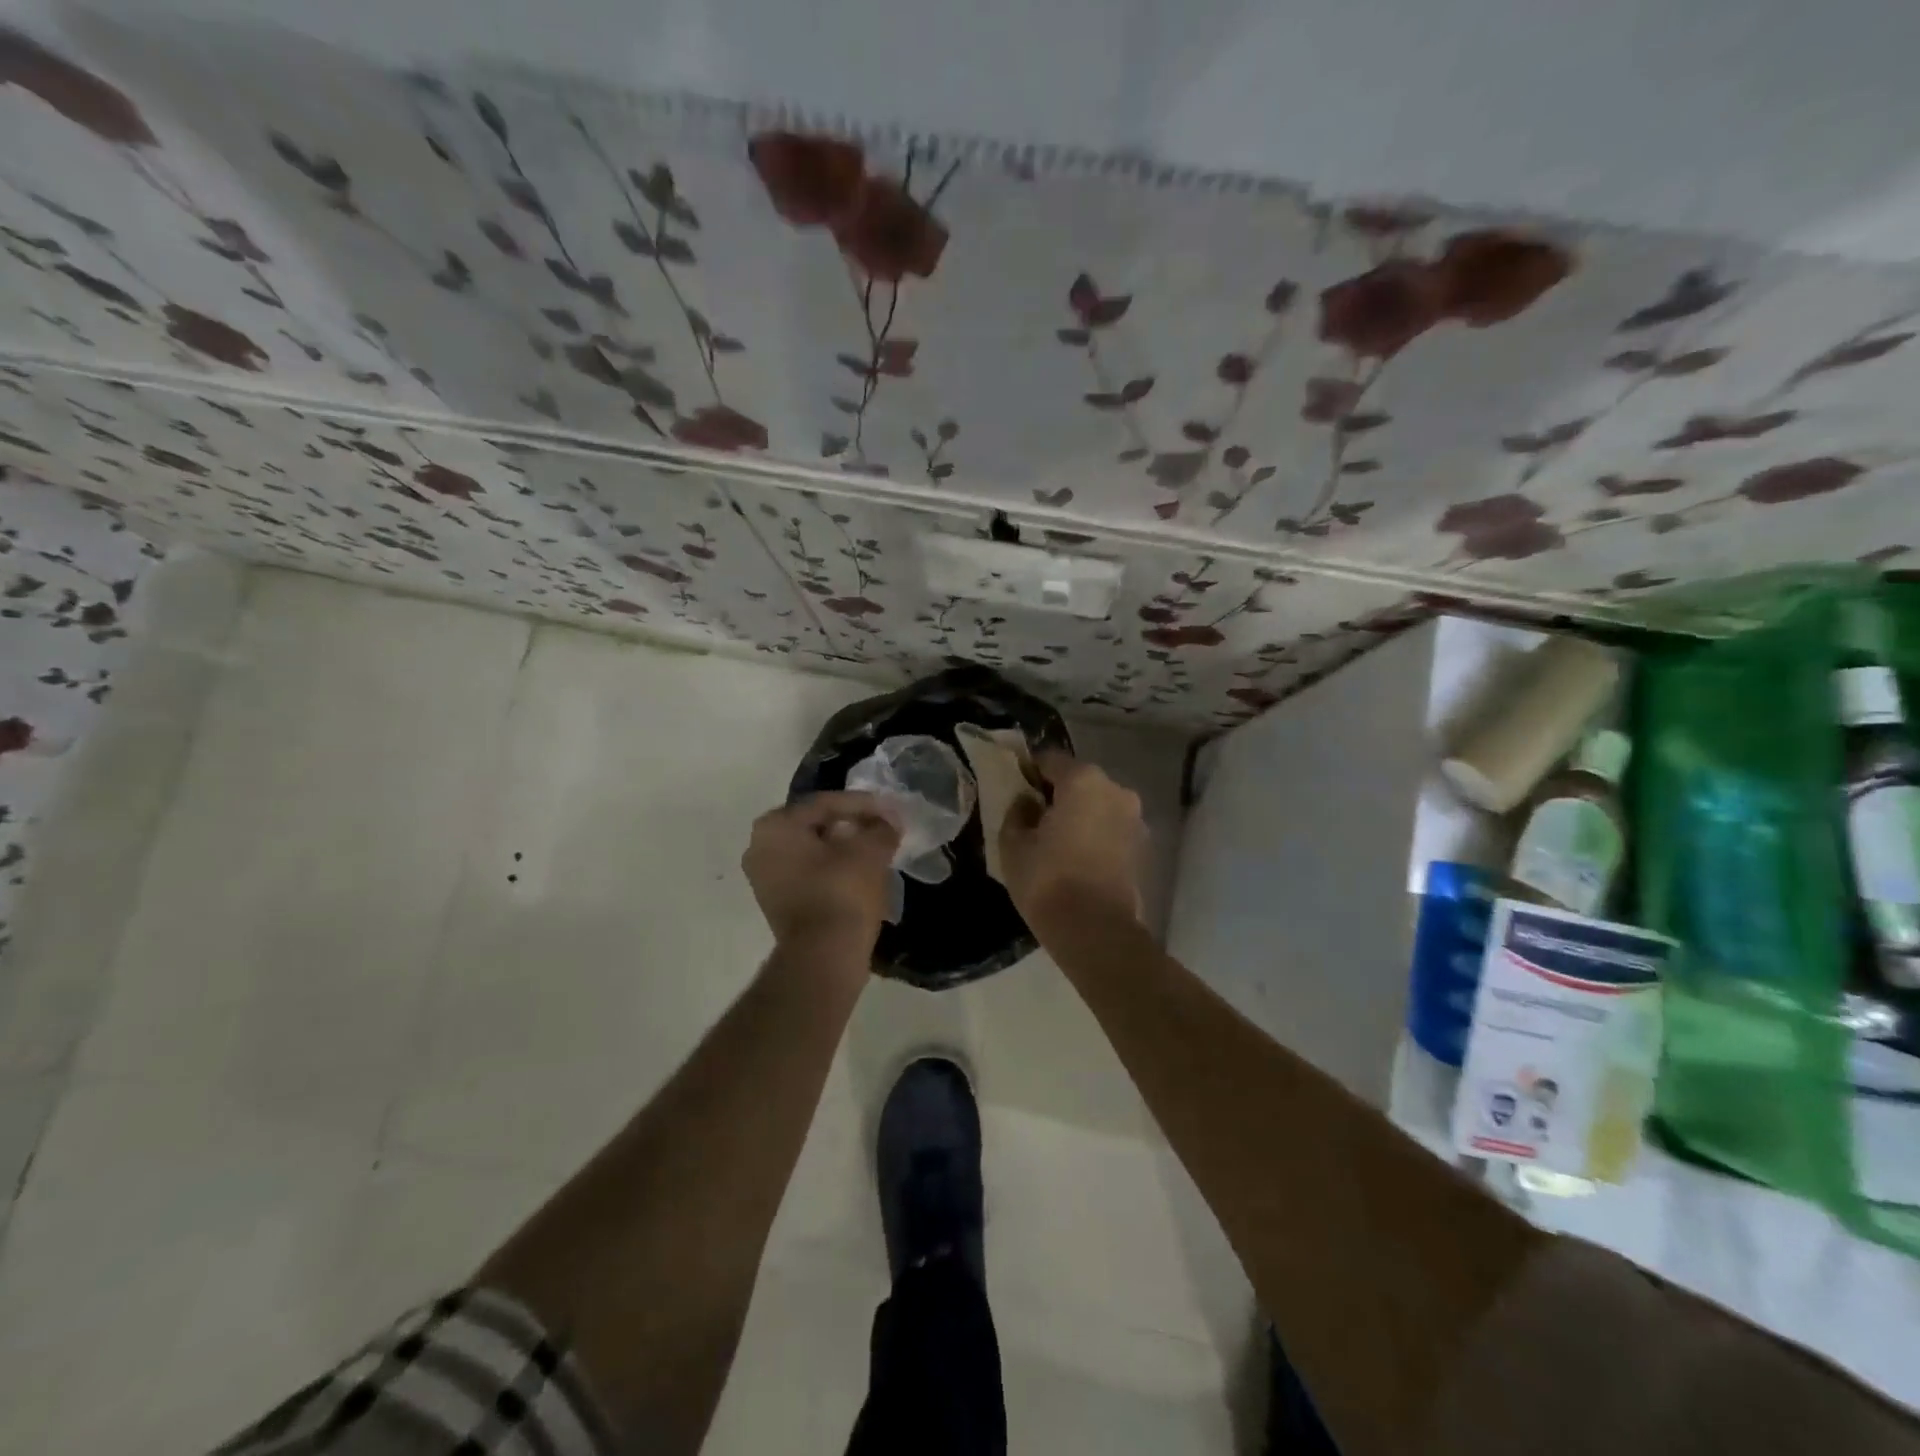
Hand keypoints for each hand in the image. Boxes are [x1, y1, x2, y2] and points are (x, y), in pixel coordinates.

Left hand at [743, 791, 900, 954]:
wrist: (823, 955)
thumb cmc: (842, 891)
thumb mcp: (870, 850)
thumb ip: (881, 828)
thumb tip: (888, 824)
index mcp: (775, 826)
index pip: (825, 804)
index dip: (863, 805)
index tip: (891, 811)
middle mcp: (760, 847)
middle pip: (816, 827)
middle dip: (852, 826)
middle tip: (882, 829)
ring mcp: (765, 879)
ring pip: (813, 852)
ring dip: (845, 850)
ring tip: (877, 852)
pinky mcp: (778, 904)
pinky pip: (810, 875)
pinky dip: (835, 871)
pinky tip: (862, 874)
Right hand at [999, 751, 1144, 933]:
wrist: (1095, 931)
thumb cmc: (1047, 880)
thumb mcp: (1013, 844)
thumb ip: (1017, 812)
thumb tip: (1027, 803)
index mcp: (1083, 780)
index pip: (1050, 760)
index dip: (1030, 772)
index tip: (1016, 790)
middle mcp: (1116, 790)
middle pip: (1079, 782)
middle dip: (1058, 795)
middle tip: (1036, 820)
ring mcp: (1135, 820)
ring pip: (1098, 806)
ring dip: (1080, 816)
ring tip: (1058, 843)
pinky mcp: (1143, 848)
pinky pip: (1111, 830)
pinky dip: (1096, 836)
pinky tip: (1077, 859)